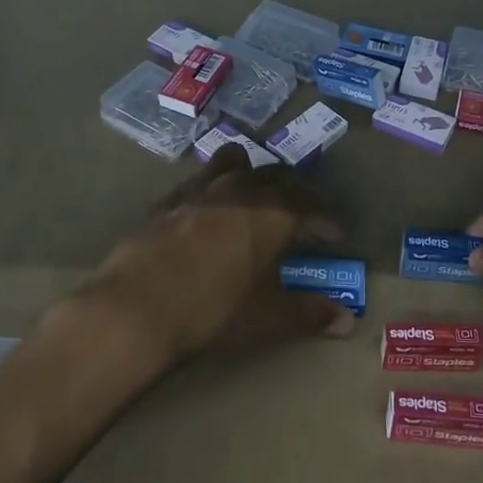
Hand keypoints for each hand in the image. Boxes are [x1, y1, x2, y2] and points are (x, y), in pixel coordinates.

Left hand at [77, 145, 356, 366]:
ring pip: (233, 163)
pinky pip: (197, 181)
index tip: (336, 235)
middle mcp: (240, 191)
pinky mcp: (167, 201)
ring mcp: (200, 190)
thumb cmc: (214, 312)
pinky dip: (211, 187)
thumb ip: (308, 313)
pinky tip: (206, 207)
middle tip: (302, 213)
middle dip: (295, 192)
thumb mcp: (268, 317)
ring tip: (254, 190)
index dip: (326, 220)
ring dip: (251, 173)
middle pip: (276, 177)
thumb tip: (346, 320)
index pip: (310, 207)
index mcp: (272, 213)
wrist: (136, 307)